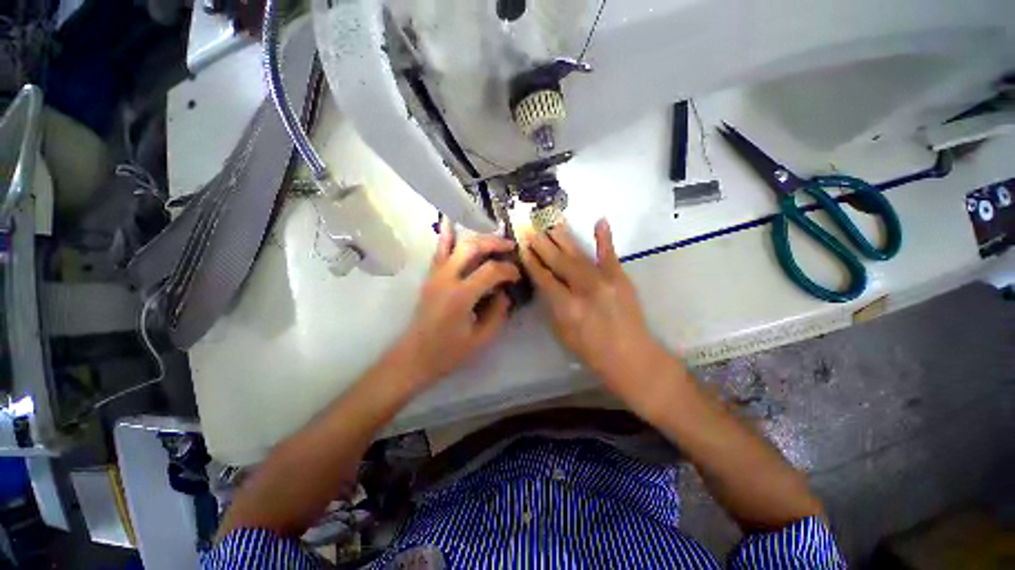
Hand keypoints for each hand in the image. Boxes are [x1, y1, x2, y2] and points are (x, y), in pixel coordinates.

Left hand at [396, 219, 520, 385]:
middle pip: (473, 248)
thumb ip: (497, 314)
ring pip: (458, 245)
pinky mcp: (430, 277)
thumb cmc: (448, 353)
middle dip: (495, 244)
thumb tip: (505, 293)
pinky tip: (451, 221)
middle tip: (511, 247)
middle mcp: (446, 279)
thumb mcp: (481, 339)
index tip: (517, 276)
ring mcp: (435, 275)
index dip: (508, 270)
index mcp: (461, 296)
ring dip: (479, 239)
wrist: (414, 357)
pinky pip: (439, 251)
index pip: (491, 271)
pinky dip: (446, 235)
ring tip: (495, 240)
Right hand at [519, 219, 663, 396]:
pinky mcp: (620, 278)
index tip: (523, 248)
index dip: (532, 262)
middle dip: (543, 244)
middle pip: (559, 261)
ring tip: (551, 221)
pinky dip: (604, 238)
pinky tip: (600, 221)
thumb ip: (552, 305)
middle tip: (531, 229)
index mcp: (566, 307)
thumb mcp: (562, 332)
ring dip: (563, 237)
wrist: (631, 356)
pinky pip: (610, 254)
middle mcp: (584, 289)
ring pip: (578, 254)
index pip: (544, 278)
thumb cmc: (590, 350)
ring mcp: (604, 280)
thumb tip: (546, 283)